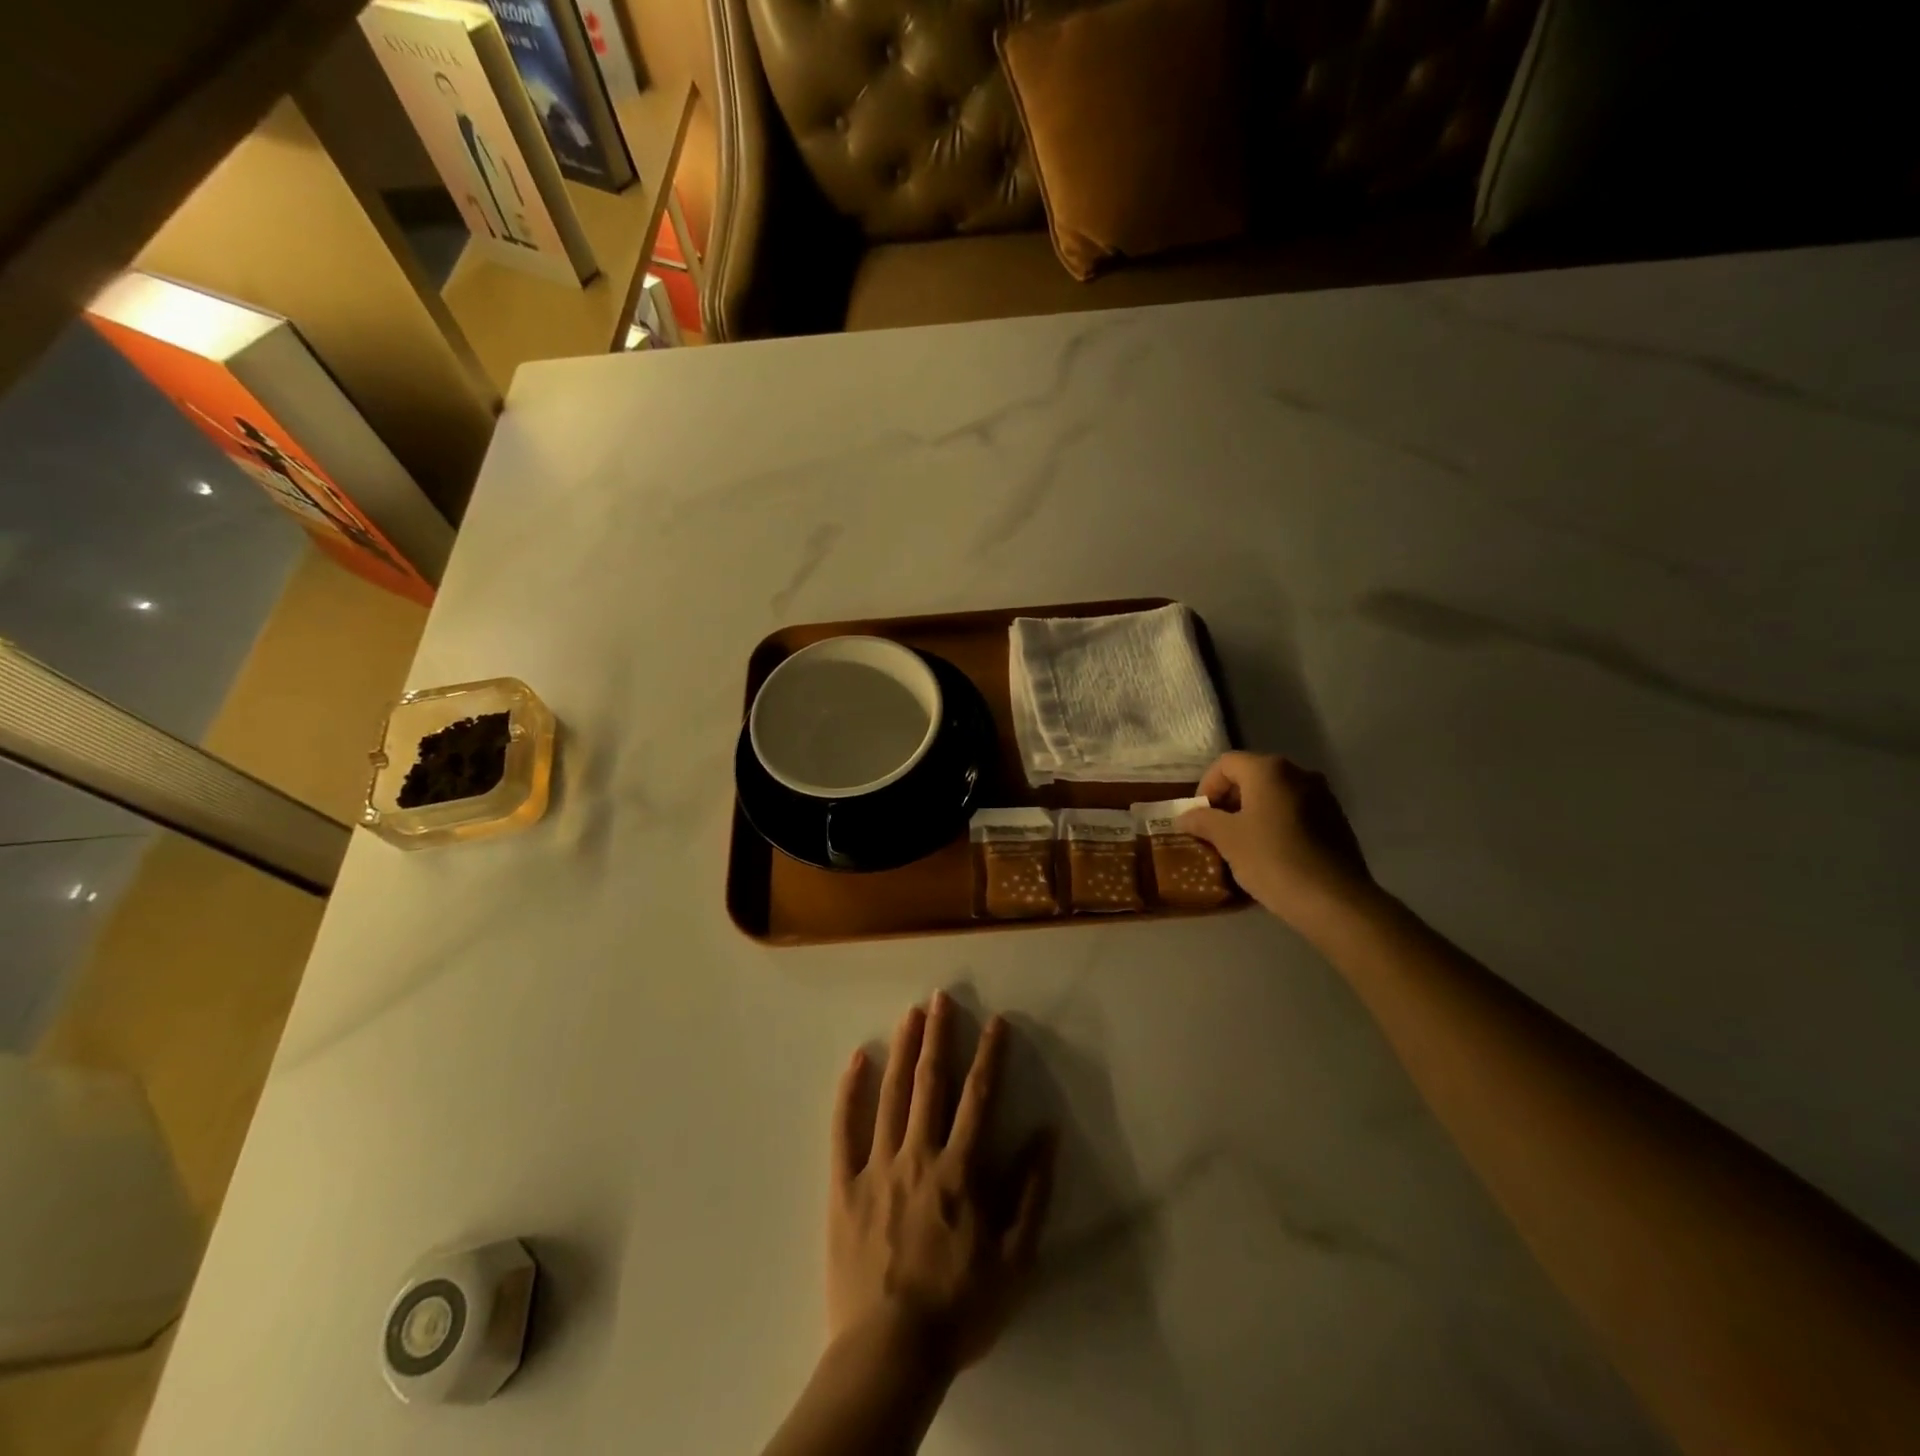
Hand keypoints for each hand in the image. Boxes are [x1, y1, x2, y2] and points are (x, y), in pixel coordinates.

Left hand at [829, 993, 1055, 1376]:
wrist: (890, 1352)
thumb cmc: (960, 1306)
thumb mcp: (1015, 1259)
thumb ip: (1031, 1192)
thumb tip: (1046, 1132)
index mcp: (960, 1170)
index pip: (979, 1098)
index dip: (990, 1056)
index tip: (996, 1021)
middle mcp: (918, 1155)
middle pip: (931, 1083)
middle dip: (939, 1037)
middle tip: (941, 997)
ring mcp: (877, 1166)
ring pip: (891, 1095)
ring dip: (902, 1050)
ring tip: (910, 1014)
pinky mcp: (844, 1185)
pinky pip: (844, 1130)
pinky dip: (849, 1092)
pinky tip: (856, 1059)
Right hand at [1177, 751, 1371, 929]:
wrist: (1335, 901)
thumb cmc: (1273, 860)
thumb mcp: (1227, 840)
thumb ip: (1202, 820)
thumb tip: (1184, 816)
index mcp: (1269, 770)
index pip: (1225, 764)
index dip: (1206, 787)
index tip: (1200, 816)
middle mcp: (1299, 773)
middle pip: (1252, 776)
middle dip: (1229, 800)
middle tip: (1216, 830)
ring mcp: (1322, 796)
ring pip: (1275, 795)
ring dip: (1253, 812)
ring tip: (1241, 844)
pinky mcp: (1336, 820)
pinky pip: (1295, 812)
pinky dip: (1276, 824)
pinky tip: (1271, 853)